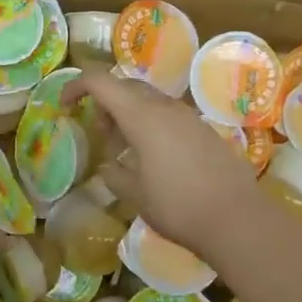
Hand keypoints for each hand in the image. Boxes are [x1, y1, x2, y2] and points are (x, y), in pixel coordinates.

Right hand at [66, 73, 263, 267]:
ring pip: (149, 100)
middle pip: (126, 87)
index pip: (100, 81)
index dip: (77, 86)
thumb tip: (109, 166)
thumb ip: (114, 174)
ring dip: (130, 114)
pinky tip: (154, 158)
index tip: (64, 104)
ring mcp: (188, 116)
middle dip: (105, 102)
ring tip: (125, 149)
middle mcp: (164, 107)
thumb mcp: (134, 194)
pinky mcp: (204, 130)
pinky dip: (152, 125)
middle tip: (99, 132)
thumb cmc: (177, 205)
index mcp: (141, 115)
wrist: (237, 219)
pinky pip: (169, 115)